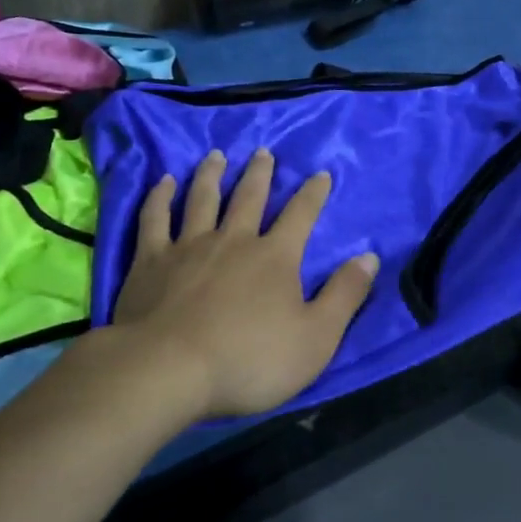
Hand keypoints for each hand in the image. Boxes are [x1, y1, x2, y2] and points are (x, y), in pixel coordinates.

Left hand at [112, 148, 378, 418]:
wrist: (169, 369)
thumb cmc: (250, 360)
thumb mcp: (316, 338)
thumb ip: (344, 295)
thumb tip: (370, 257)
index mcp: (274, 257)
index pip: (301, 215)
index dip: (313, 193)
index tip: (320, 173)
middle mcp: (233, 240)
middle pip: (249, 197)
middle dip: (260, 173)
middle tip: (263, 152)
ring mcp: (188, 246)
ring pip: (203, 198)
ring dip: (211, 174)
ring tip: (216, 155)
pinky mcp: (151, 260)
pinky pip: (155, 218)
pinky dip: (160, 197)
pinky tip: (163, 182)